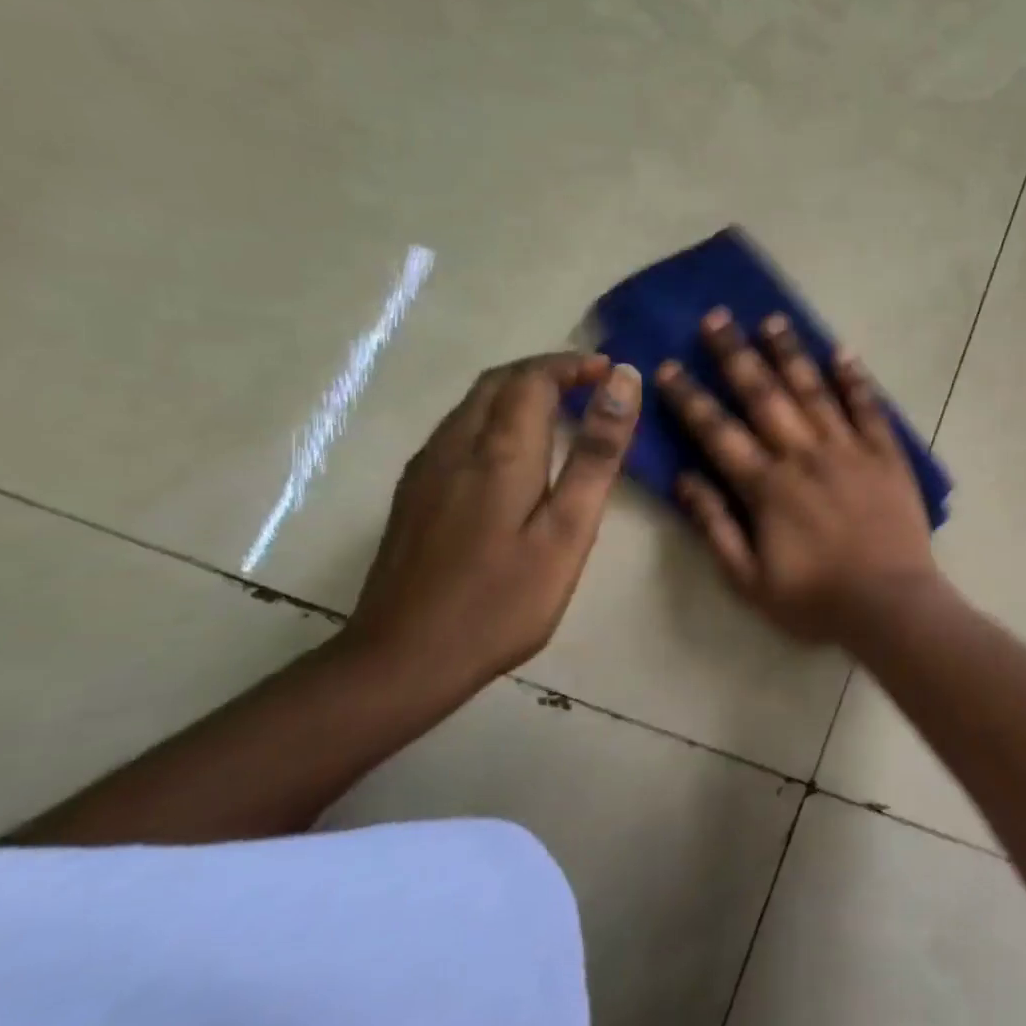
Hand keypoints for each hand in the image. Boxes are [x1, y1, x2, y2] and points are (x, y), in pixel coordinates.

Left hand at [343, 352, 641, 687]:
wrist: (402, 660)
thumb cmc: (503, 600)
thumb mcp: (568, 530)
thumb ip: (597, 454)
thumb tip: (623, 382)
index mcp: (500, 451)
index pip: (533, 378)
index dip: (573, 365)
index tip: (611, 372)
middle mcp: (455, 446)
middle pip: (498, 382)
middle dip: (546, 371)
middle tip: (591, 384)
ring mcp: (426, 470)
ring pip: (472, 404)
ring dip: (518, 391)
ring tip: (563, 410)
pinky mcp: (413, 494)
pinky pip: (457, 430)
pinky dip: (494, 416)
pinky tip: (514, 452)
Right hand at [658, 309, 941, 643]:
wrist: (891, 605)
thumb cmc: (817, 600)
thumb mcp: (749, 582)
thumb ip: (715, 528)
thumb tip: (685, 479)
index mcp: (767, 487)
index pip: (718, 432)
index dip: (690, 399)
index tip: (667, 366)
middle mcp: (805, 456)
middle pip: (764, 396)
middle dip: (736, 356)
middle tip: (716, 317)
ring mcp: (849, 450)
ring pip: (814, 391)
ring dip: (790, 353)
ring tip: (772, 319)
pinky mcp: (886, 454)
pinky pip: (869, 408)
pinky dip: (855, 379)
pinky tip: (842, 351)